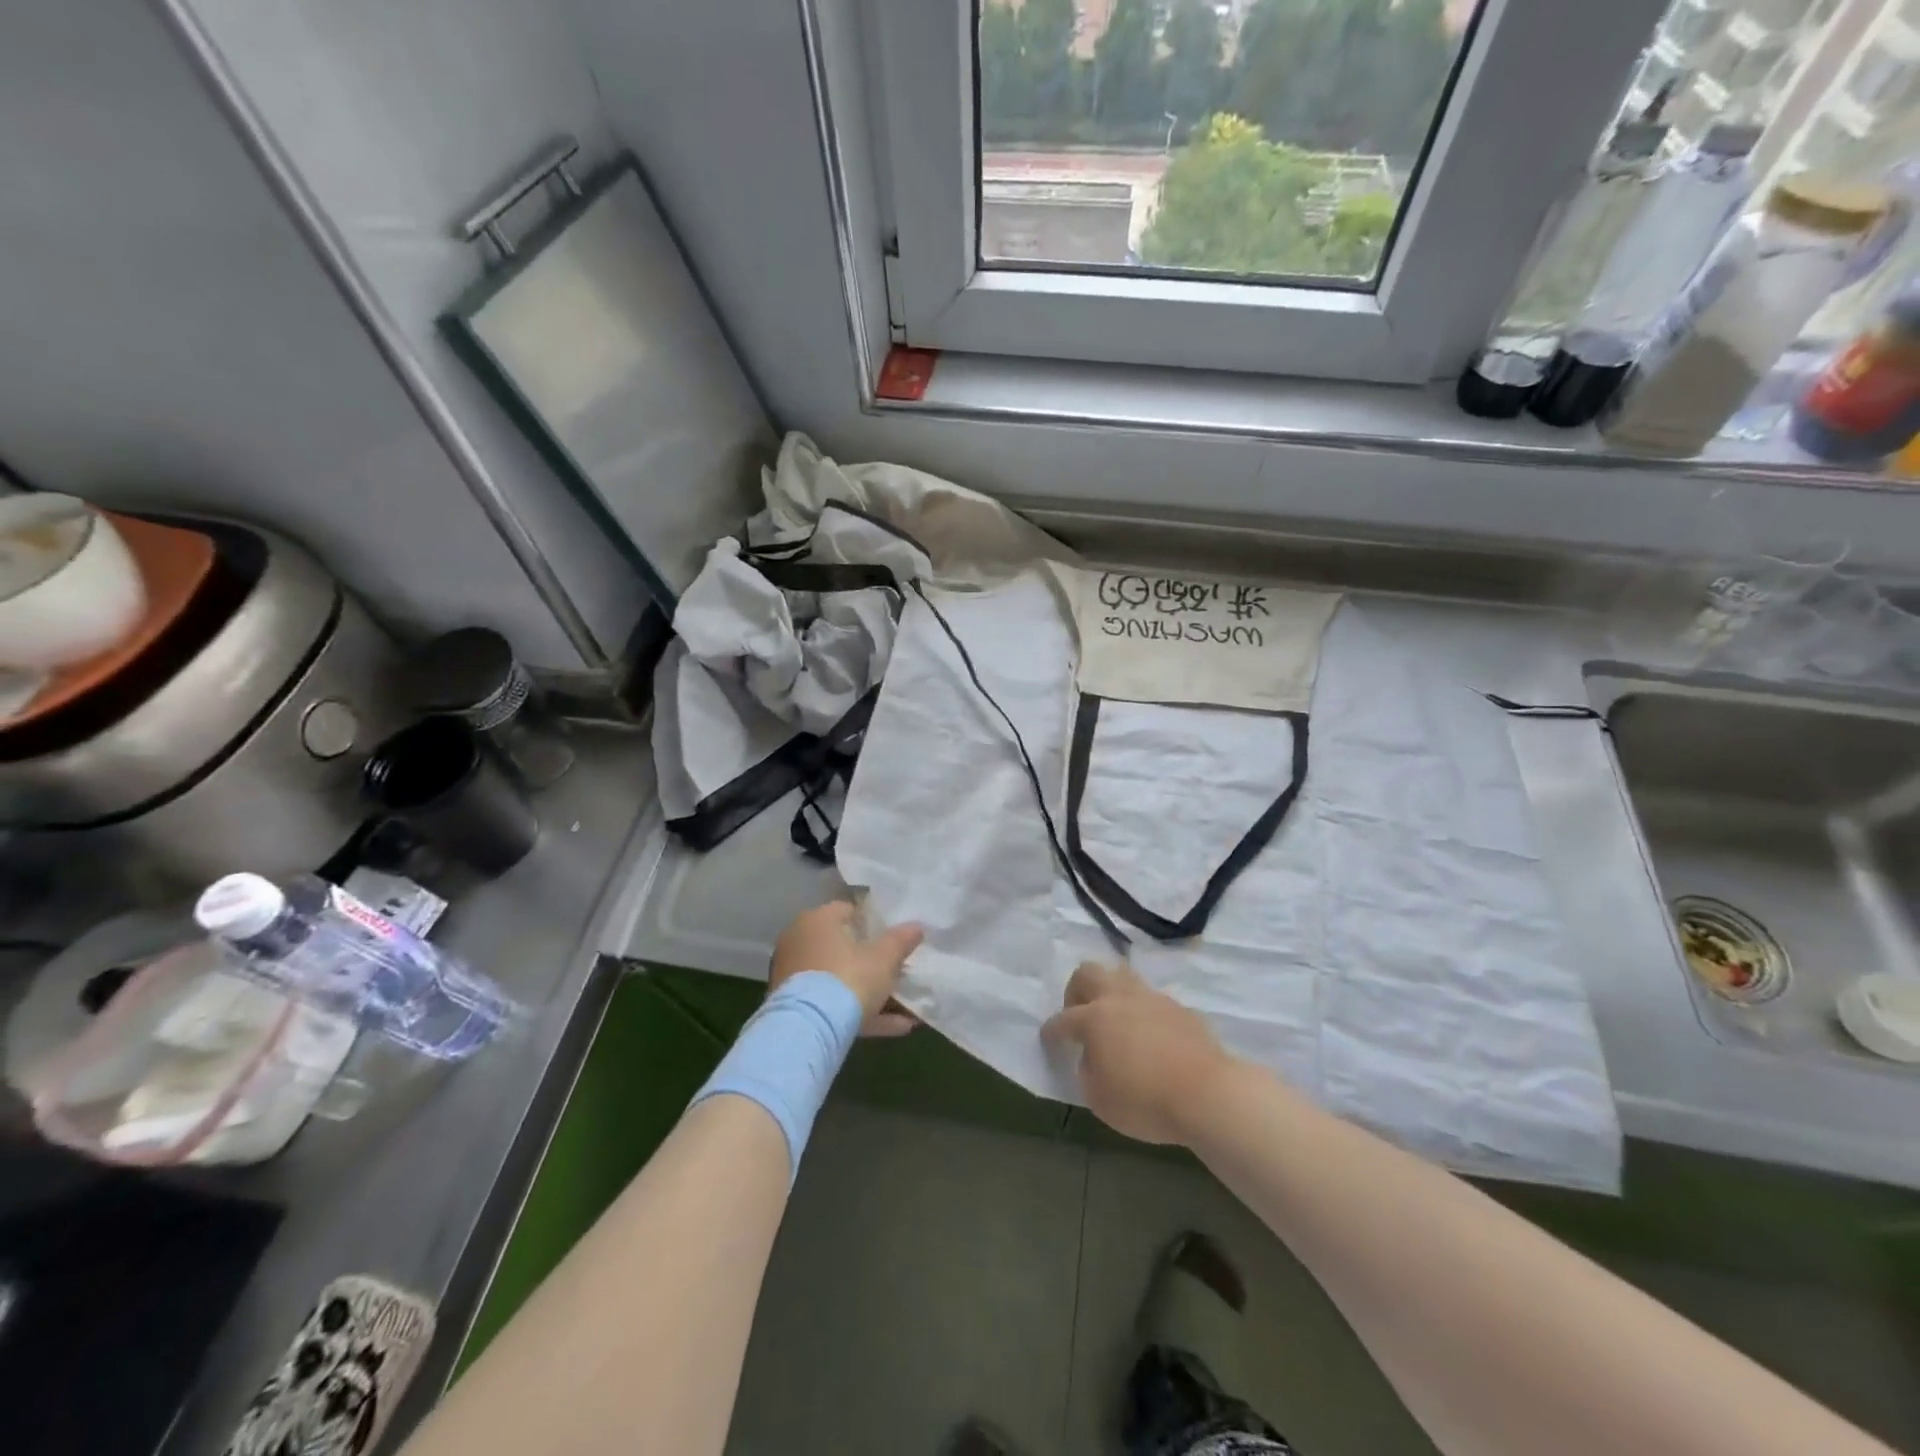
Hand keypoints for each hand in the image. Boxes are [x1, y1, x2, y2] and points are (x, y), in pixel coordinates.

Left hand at [770, 901, 922, 1037]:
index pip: (847, 911)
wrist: (808, 1027)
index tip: (891, 938)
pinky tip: (896, 1027)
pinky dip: (859, 1014)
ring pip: (839, 980)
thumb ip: (900, 940)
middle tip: (898, 973)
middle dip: (871, 962)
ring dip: (870, 994)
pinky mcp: (793, 1007)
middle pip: (842, 948)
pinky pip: (831, 1004)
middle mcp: (800, 941)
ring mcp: (793, 976)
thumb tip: (916, 927)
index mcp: (818, 920)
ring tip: (906, 1011)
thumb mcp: (884, 958)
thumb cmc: (849, 978)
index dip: (872, 923)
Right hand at [1042, 961, 1232, 1144]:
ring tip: (1115, 1022)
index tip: (1048, 1040)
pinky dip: (1142, 1012)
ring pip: (1122, 977)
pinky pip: (1151, 1000)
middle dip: (1077, 990)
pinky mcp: (1180, 1008)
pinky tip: (1149, 1037)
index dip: (1051, 1032)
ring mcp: (1152, 999)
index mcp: (1094, 1018)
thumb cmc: (1145, 1101)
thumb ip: (1087, 1072)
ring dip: (1111, 993)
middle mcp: (1119, 998)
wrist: (1209, 1094)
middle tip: (1079, 1016)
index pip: (1062, 1020)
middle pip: (1089, 972)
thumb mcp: (1100, 1099)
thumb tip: (1091, 1057)